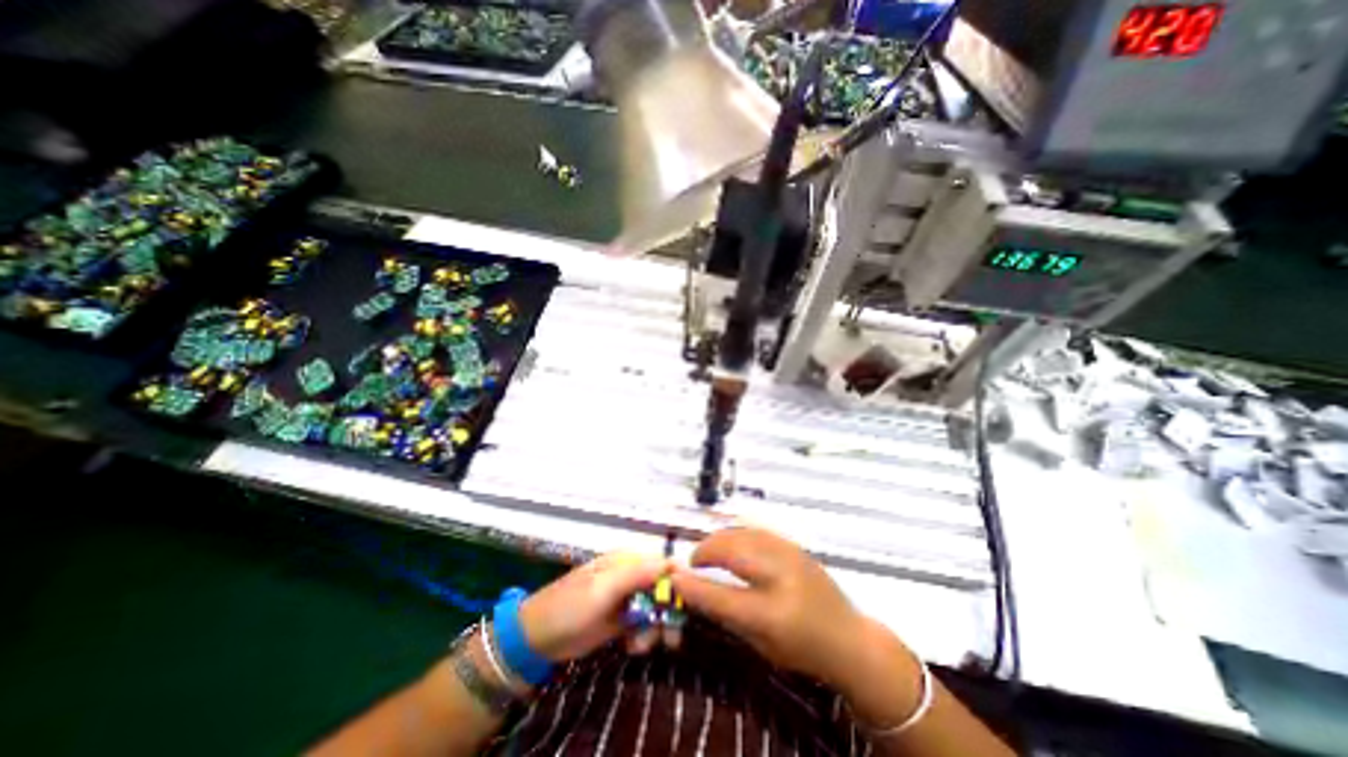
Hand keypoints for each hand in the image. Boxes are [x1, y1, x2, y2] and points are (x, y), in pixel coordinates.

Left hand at [518, 551, 670, 662]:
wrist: (537, 640)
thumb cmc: (569, 607)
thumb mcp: (603, 589)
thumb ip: (637, 575)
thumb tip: (674, 563)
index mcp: (628, 561)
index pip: (663, 565)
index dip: (677, 584)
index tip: (684, 607)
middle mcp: (631, 577)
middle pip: (664, 590)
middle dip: (668, 613)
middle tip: (668, 637)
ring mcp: (627, 599)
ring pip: (656, 610)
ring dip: (654, 629)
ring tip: (638, 645)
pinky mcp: (622, 620)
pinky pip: (644, 626)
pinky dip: (643, 637)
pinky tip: (631, 646)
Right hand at [670, 529, 873, 688]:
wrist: (849, 637)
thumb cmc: (803, 651)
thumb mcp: (762, 646)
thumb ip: (728, 616)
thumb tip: (696, 592)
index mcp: (773, 614)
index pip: (722, 596)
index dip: (693, 585)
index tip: (674, 576)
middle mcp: (781, 577)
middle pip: (733, 550)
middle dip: (706, 550)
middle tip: (694, 561)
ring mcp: (790, 555)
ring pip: (744, 533)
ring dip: (720, 538)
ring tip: (709, 551)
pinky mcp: (794, 545)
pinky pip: (757, 531)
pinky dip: (738, 534)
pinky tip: (731, 543)